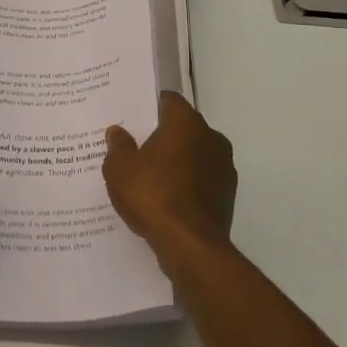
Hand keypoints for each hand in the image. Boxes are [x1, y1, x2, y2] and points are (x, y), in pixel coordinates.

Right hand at [104, 93, 236, 261]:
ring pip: (194, 154)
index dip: (150, 106)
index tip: (133, 117)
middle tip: (137, 147)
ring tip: (151, 176)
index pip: (168, 100)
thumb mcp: (120, 168)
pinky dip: (187, 183)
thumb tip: (118, 132)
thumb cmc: (152, 195)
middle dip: (163, 135)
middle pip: (183, 127)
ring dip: (177, 160)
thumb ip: (118, 145)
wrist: (190, 245)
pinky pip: (202, 179)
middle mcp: (211, 137)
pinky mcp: (228, 194)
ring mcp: (224, 166)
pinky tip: (167, 198)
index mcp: (186, 122)